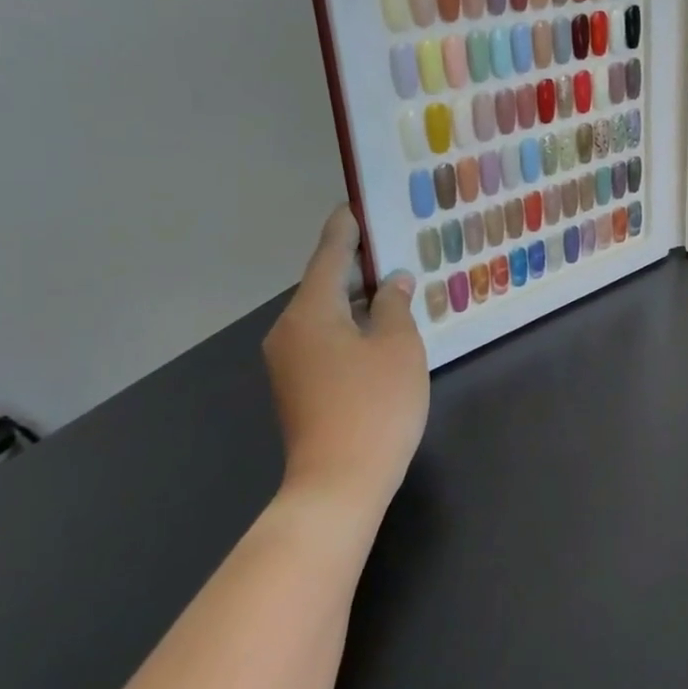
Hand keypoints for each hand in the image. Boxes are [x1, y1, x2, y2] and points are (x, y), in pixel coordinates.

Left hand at [263, 207, 429, 520]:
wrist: (338, 483)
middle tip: (392, 245)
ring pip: (326, 315)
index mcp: (310, 312)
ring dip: (356, 299)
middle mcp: (289, 330)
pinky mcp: (297, 387)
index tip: (356, 205)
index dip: (346, 229)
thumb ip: (395, 305)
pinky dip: (350, 326)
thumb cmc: (375, 405)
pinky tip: (379, 329)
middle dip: (357, 265)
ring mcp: (289, 362)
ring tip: (394, 284)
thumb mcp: (398, 346)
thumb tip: (393, 282)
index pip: (330, 255)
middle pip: (324, 284)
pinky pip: (325, 339)